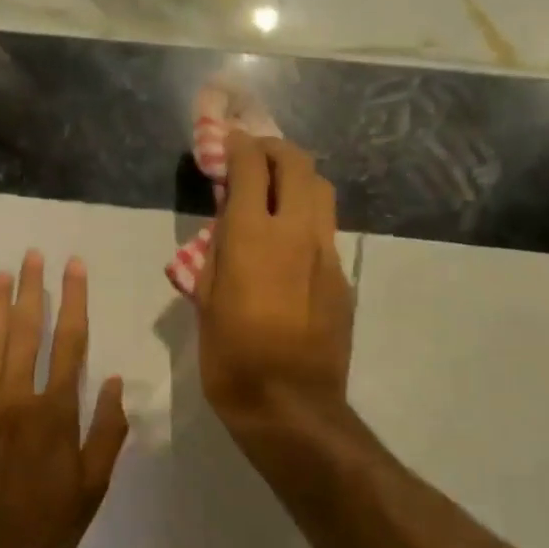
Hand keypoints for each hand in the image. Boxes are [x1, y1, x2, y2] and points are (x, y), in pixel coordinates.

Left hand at [0, 250, 129, 547]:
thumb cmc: (47, 527)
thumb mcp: (93, 487)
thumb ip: (105, 432)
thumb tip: (112, 382)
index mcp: (55, 413)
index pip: (69, 343)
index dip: (73, 301)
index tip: (73, 267)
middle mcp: (17, 400)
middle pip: (26, 333)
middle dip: (31, 291)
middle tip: (33, 255)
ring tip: (2, 274)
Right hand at [197, 136, 353, 439]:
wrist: (291, 406)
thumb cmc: (232, 359)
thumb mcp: (206, 302)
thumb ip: (215, 255)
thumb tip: (225, 227)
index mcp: (252, 237)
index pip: (250, 167)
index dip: (238, 145)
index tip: (228, 140)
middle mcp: (295, 233)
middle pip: (298, 164)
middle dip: (275, 149)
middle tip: (255, 156)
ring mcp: (326, 254)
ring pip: (322, 191)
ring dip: (297, 178)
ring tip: (276, 190)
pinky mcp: (342, 278)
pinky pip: (325, 231)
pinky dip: (306, 219)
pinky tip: (289, 243)